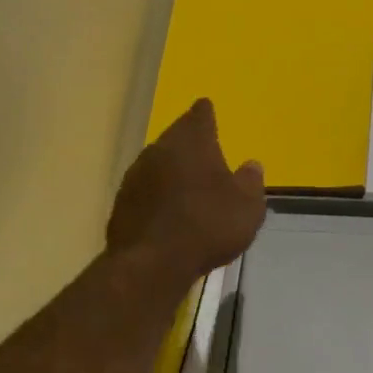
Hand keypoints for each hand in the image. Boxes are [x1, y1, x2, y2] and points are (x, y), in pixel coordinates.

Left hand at [107, 98, 266, 284]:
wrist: (152, 263)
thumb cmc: (208, 226)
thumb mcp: (247, 207)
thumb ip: (250, 182)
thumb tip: (251, 165)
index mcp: (191, 142)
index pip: (200, 116)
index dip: (206, 114)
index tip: (207, 110)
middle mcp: (158, 150)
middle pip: (175, 139)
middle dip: (189, 146)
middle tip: (204, 155)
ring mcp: (134, 176)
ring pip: (157, 165)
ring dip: (171, 173)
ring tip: (187, 188)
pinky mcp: (121, 204)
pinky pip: (145, 193)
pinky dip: (157, 197)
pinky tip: (167, 214)